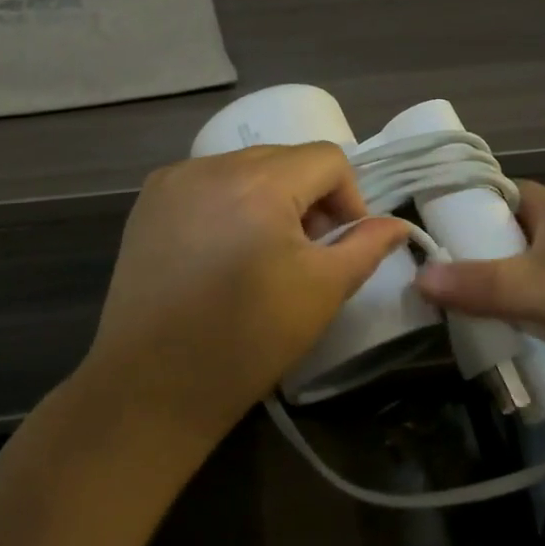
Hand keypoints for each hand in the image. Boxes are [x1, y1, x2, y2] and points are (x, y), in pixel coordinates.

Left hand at [76, 145, 410, 447]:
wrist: (153, 386)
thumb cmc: (248, 340)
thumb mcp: (323, 291)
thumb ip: (366, 246)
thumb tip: (396, 224)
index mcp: (260, 183)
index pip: (327, 158)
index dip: (348, 198)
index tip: (340, 245)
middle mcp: (212, 166)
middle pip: (284, 158)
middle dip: (307, 197)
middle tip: (304, 252)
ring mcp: (173, 180)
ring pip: (245, 168)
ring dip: (267, 197)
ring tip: (261, 252)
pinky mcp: (148, 201)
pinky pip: (206, 182)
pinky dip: (227, 202)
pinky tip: (220, 250)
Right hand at [414, 180, 544, 408]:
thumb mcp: (542, 284)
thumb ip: (479, 284)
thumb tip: (416, 278)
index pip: (496, 195)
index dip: (460, 204)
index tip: (419, 223)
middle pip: (498, 247)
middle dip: (462, 264)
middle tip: (411, 280)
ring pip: (510, 291)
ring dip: (482, 306)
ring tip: (429, 319)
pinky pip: (528, 326)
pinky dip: (507, 335)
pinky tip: (471, 348)